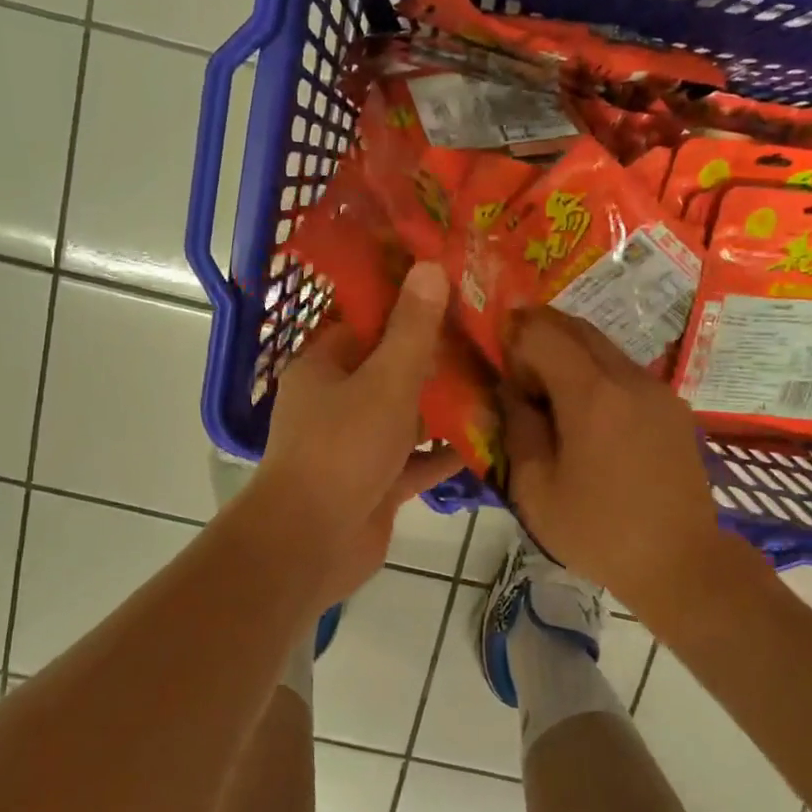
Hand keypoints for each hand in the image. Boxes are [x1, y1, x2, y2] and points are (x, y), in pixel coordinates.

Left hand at [256, 261, 462, 603]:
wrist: (311, 544)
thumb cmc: (343, 449)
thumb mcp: (384, 381)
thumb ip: (411, 329)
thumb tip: (429, 267)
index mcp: (324, 366)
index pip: (367, 322)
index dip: (409, 304)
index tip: (456, 290)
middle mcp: (336, 401)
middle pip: (391, 369)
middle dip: (437, 358)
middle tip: (491, 336)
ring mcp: (356, 445)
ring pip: (406, 416)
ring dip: (444, 406)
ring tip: (500, 382)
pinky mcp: (375, 484)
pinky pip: (415, 461)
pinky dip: (444, 454)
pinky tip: (489, 441)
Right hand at [500, 309, 727, 613]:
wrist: (681, 563)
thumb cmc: (598, 532)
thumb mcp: (535, 489)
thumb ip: (517, 428)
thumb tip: (510, 390)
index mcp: (592, 395)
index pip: (544, 332)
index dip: (514, 338)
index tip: (500, 367)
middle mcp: (629, 378)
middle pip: (577, 328)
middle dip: (540, 335)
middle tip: (516, 369)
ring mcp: (658, 390)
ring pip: (604, 347)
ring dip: (569, 354)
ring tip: (549, 397)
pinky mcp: (674, 407)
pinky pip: (625, 371)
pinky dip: (596, 373)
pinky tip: (586, 416)